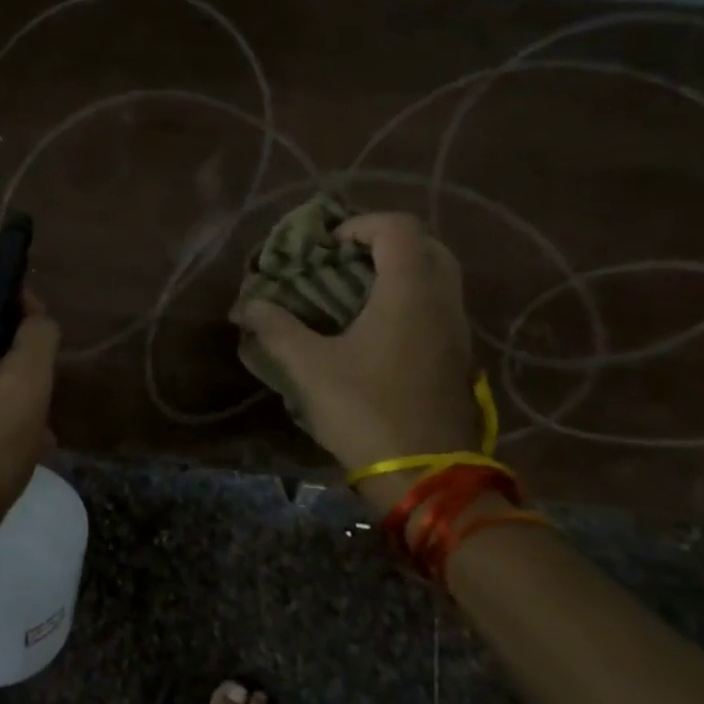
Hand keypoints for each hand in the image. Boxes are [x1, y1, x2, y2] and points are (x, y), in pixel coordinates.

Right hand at [232, 211, 476, 472]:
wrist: (427, 478)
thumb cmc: (367, 411)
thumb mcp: (310, 367)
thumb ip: (276, 328)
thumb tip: (244, 306)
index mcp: (410, 292)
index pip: (398, 227)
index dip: (361, 224)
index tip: (330, 248)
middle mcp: (441, 301)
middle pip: (427, 245)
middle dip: (385, 243)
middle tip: (348, 262)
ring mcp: (457, 330)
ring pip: (438, 277)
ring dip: (400, 272)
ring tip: (357, 293)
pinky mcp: (458, 358)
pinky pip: (439, 306)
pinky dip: (411, 299)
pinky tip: (376, 329)